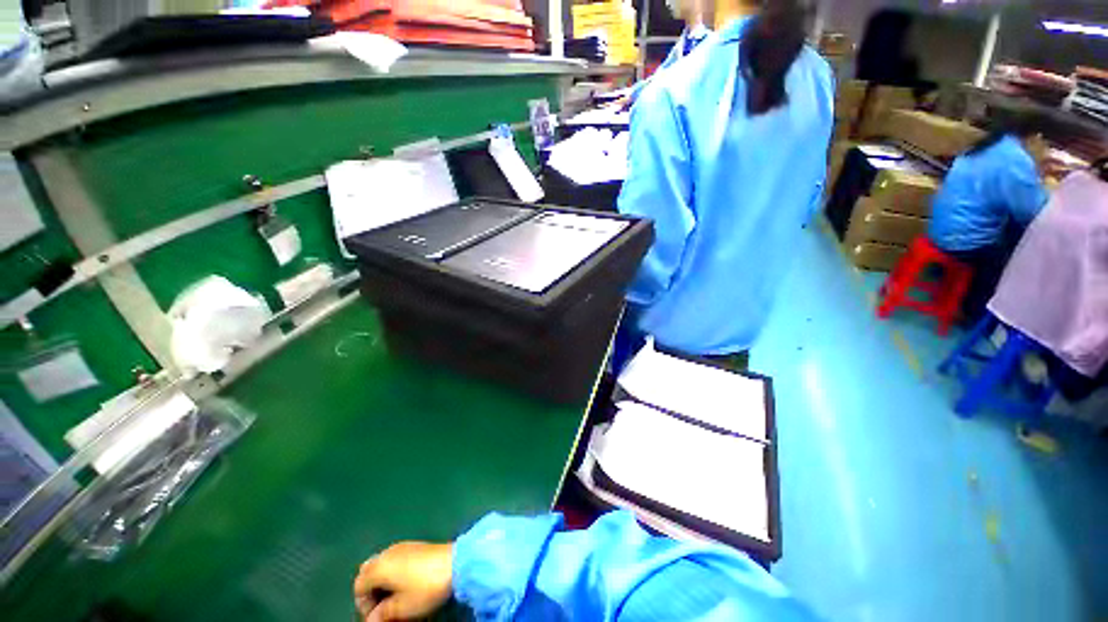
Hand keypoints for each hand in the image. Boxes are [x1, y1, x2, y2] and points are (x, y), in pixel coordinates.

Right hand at [353, 542, 453, 621]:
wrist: (456, 564)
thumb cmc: (425, 588)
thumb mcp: (402, 608)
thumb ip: (382, 615)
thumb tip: (372, 620)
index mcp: (380, 566)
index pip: (358, 585)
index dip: (363, 605)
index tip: (377, 617)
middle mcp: (388, 552)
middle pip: (368, 570)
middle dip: (370, 589)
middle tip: (382, 606)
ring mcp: (403, 545)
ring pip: (382, 562)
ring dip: (382, 580)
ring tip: (393, 596)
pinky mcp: (416, 545)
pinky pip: (395, 557)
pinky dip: (393, 570)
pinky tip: (405, 583)